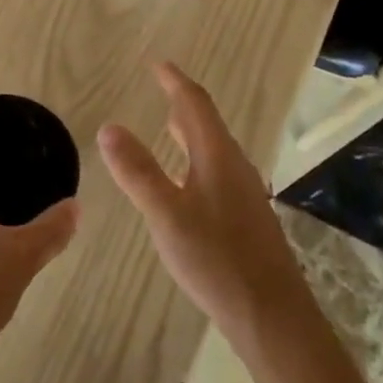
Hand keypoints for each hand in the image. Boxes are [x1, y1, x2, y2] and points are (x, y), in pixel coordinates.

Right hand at [98, 62, 309, 345]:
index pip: (195, 105)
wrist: (272, 317)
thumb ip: (137, 171)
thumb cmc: (216, 260)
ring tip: (170, 127)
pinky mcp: (246, 220)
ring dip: (192, 133)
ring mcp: (245, 195)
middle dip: (183, 103)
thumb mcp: (166, 215)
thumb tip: (109, 126)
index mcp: (218, 157)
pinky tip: (186, 183)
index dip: (175, 82)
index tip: (158, 64)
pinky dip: (196, 160)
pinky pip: (217, 173)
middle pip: (208, 124)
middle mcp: (235, 168)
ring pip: (214, 150)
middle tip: (161, 89)